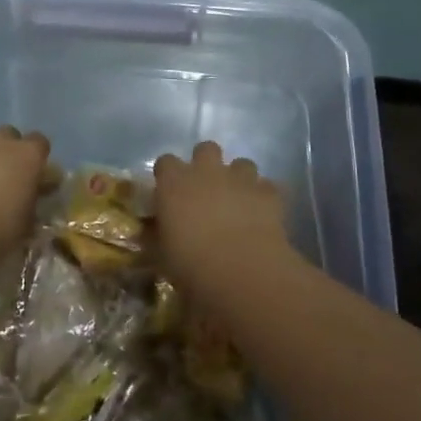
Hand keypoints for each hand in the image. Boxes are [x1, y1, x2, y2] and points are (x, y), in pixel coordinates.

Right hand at [152, 142, 292, 289]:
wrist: (242, 270)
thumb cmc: (191, 265)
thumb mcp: (162, 255)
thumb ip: (156, 237)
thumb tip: (152, 232)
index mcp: (174, 183)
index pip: (165, 162)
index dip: (168, 174)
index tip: (169, 191)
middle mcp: (207, 172)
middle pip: (206, 149)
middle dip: (206, 163)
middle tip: (205, 189)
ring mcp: (240, 178)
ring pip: (241, 163)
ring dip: (238, 178)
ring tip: (238, 202)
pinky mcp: (268, 193)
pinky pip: (266, 186)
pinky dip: (263, 197)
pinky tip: (262, 214)